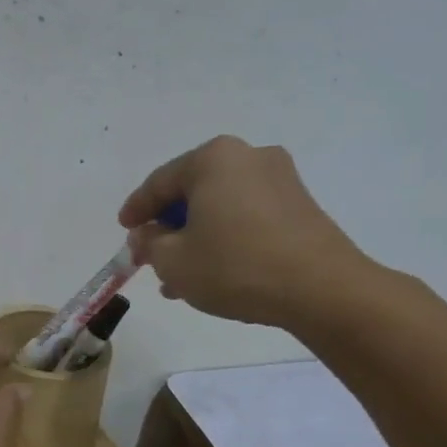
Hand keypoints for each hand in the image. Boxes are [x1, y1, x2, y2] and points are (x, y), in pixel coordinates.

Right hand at [118, 136, 375, 328]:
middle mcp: (248, 157)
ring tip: (178, 277)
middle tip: (150, 256)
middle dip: (168, 227)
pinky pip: (246, 216)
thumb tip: (147, 235)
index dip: (136, 210)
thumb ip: (149, 243)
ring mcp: (280, 179)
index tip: (124, 231)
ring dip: (195, 238)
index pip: (159, 182)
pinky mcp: (300, 205)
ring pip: (219, 207)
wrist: (322, 289)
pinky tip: (213, 271)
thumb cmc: (236, 266)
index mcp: (213, 159)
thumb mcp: (174, 261)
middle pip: (192, 192)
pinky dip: (224, 238)